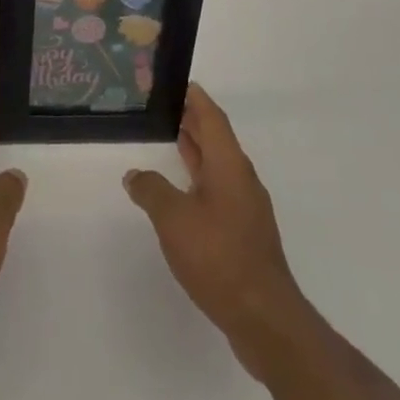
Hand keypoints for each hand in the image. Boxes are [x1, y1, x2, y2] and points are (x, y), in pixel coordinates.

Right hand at [124, 84, 311, 380]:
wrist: (265, 318)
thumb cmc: (219, 256)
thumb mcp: (173, 218)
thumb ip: (151, 190)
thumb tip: (135, 175)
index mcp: (229, 165)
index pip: (212, 117)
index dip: (195, 97)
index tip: (178, 81)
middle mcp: (242, 179)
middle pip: (217, 139)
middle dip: (193, 120)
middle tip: (165, 106)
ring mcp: (246, 208)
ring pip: (218, 166)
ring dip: (196, 150)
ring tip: (170, 139)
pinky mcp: (245, 234)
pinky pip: (219, 190)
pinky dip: (199, 178)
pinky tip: (181, 192)